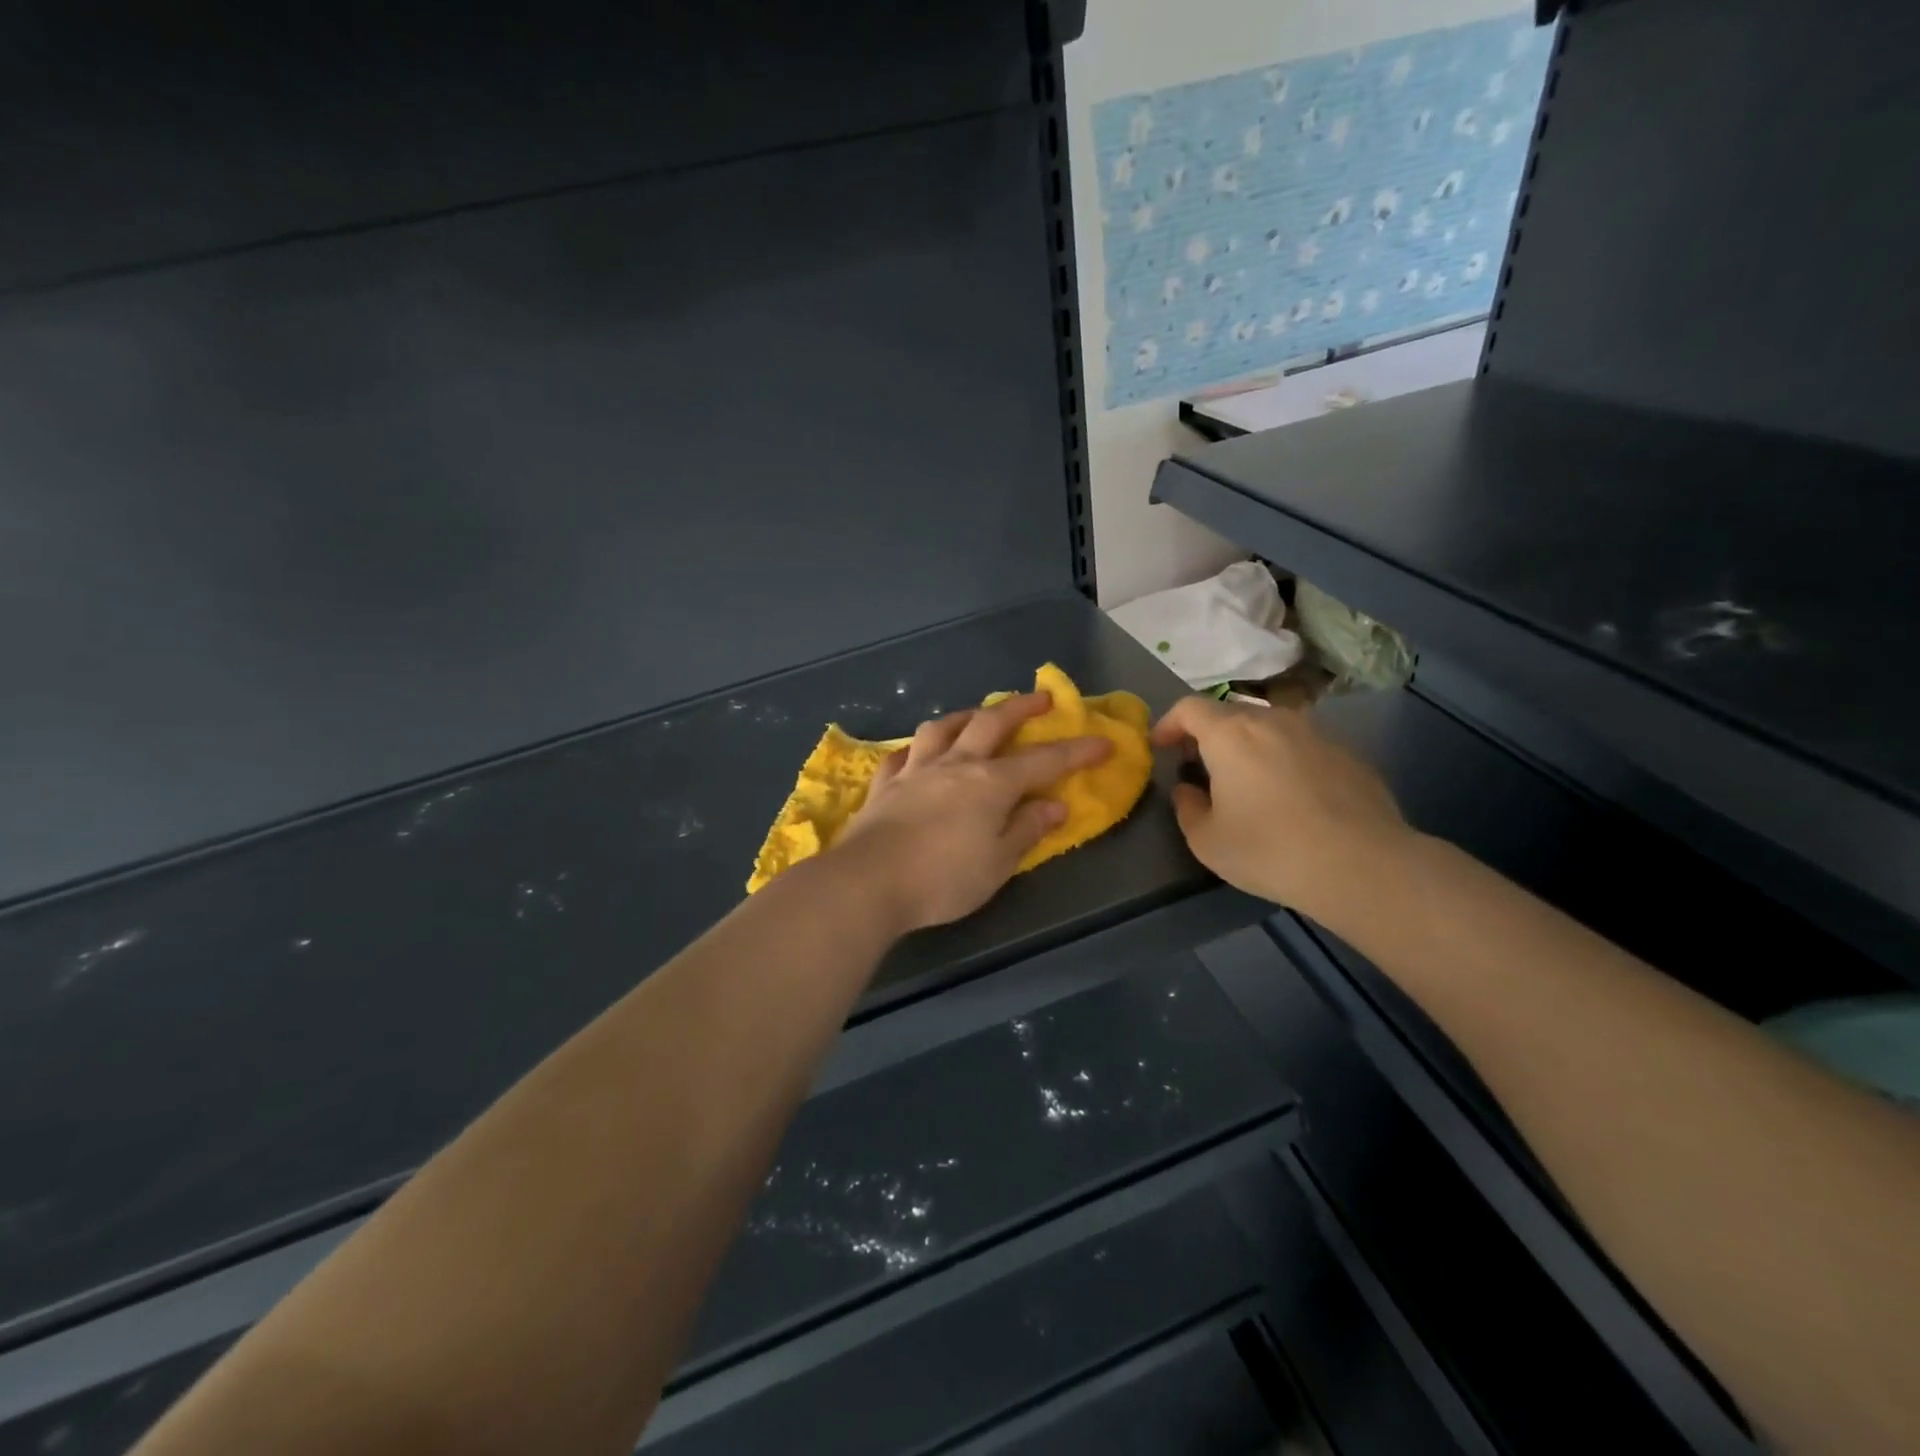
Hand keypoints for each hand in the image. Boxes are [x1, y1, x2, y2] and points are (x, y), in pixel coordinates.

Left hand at [835, 693, 1112, 932]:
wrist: (868, 882)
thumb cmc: (943, 878)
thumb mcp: (998, 863)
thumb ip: (1027, 830)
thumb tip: (1054, 805)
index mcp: (990, 783)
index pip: (1043, 761)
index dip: (1076, 751)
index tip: (1104, 742)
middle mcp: (954, 764)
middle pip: (991, 723)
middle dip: (1020, 708)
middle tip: (1042, 699)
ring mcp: (915, 770)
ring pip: (942, 728)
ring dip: (965, 716)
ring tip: (977, 715)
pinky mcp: (884, 785)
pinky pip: (902, 755)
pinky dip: (916, 748)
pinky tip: (918, 752)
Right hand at [1151, 696, 1409, 920]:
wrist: (1362, 865)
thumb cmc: (1270, 851)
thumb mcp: (1207, 841)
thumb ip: (1187, 807)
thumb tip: (1188, 789)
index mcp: (1230, 734)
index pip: (1189, 707)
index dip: (1169, 723)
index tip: (1161, 747)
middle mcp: (1272, 720)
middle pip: (1230, 712)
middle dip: (1207, 734)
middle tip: (1200, 765)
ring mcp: (1315, 733)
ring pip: (1269, 726)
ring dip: (1248, 745)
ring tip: (1246, 780)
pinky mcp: (1347, 753)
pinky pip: (1302, 745)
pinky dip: (1284, 759)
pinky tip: (1290, 797)